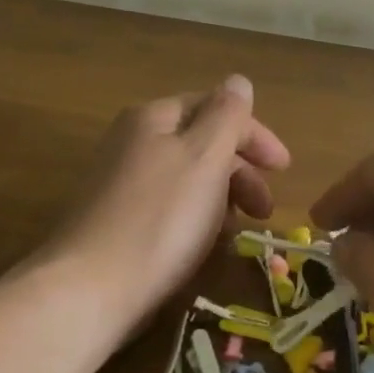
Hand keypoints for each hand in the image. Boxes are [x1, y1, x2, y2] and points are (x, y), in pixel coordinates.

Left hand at [42, 76, 289, 336]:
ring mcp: (120, 183)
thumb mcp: (205, 156)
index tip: (284, 169)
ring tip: (239, 231)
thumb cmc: (160, 218)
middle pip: (203, 142)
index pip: (217, 108)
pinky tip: (206, 245)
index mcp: (154, 118)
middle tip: (264, 209)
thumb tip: (238, 81)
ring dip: (223, 197)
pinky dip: (198, 218)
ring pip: (189, 178)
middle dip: (242, 171)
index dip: (255, 134)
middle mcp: (133, 142)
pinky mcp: (116, 222)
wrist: (89, 291)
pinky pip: (170, 207)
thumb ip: (227, 115)